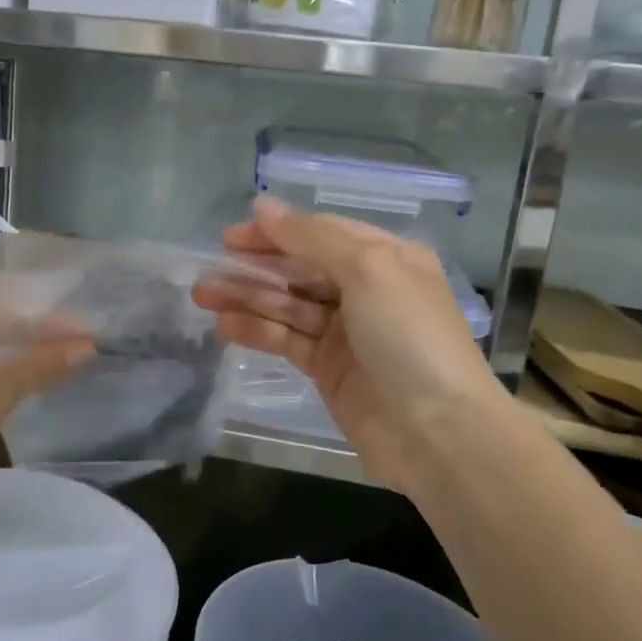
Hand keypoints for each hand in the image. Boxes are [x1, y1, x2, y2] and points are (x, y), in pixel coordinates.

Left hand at [0, 297, 93, 520]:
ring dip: (25, 358)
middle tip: (87, 347)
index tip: (93, 332)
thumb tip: (89, 346)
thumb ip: (41, 365)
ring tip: (68, 362)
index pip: (12, 307)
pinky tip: (29, 384)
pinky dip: (4, 375)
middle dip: (41, 338)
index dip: (54, 321)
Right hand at [193, 197, 504, 493]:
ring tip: (203, 294)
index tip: (231, 236)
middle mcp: (365, 290)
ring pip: (287, 305)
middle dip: (255, 266)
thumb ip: (311, 237)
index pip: (320, 233)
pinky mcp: (328, 369)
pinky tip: (224, 325)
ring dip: (247, 298)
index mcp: (385, 258)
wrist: (438, 433)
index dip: (276, 231)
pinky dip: (257, 331)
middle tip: (208, 268)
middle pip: (299, 268)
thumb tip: (264, 206)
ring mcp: (345, 332)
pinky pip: (286, 340)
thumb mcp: (368, 270)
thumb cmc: (409, 337)